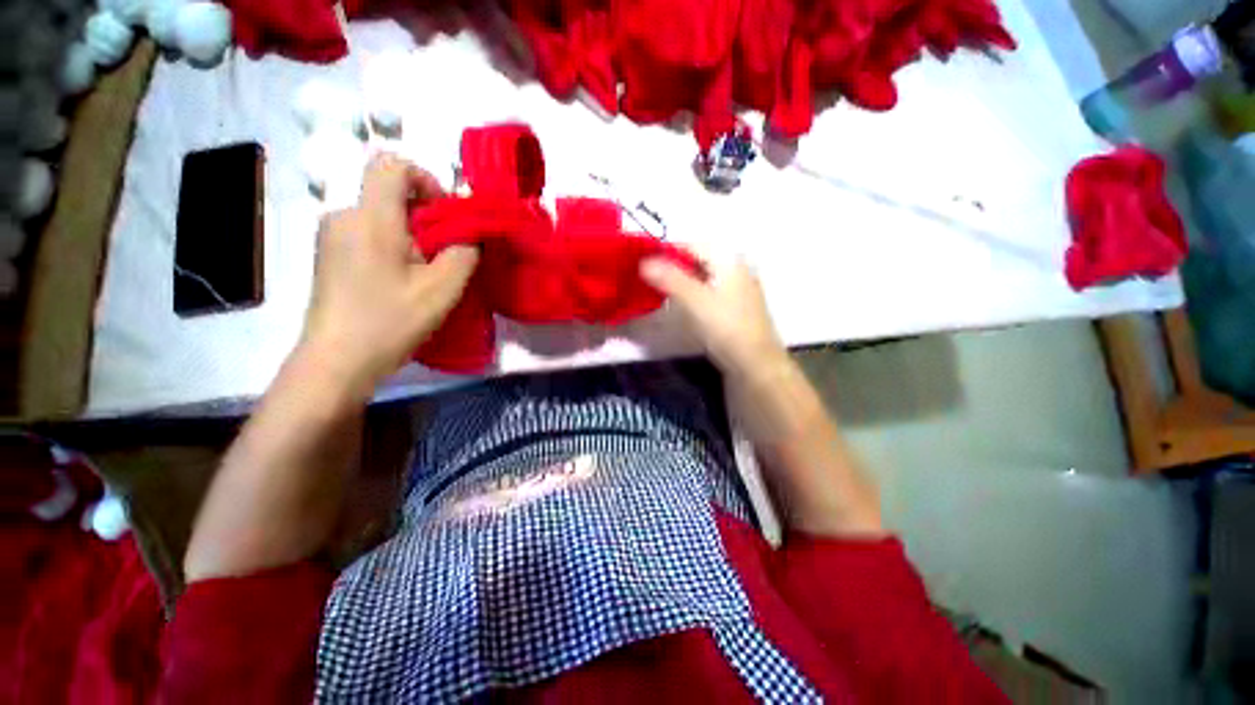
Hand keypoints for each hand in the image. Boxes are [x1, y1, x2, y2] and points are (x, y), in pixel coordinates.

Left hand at [300, 153, 478, 394]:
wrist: (336, 361)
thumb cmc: (390, 322)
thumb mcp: (442, 289)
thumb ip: (464, 252)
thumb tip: (471, 234)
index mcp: (370, 218)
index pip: (391, 165)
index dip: (425, 179)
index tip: (445, 214)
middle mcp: (343, 216)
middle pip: (389, 194)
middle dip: (425, 217)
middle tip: (443, 255)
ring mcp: (331, 236)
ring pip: (381, 216)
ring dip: (412, 236)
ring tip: (425, 274)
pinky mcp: (328, 255)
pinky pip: (368, 234)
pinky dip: (393, 247)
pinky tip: (401, 281)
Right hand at [640, 254, 787, 378]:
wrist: (755, 365)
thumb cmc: (726, 328)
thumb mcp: (696, 301)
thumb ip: (670, 279)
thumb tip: (643, 261)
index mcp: (729, 260)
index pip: (691, 245)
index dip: (665, 252)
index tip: (642, 264)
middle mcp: (736, 269)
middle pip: (697, 260)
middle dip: (672, 267)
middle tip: (647, 279)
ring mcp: (738, 289)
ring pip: (702, 277)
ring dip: (681, 282)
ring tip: (659, 292)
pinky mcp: (734, 308)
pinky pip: (708, 292)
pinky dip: (692, 294)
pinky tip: (681, 306)